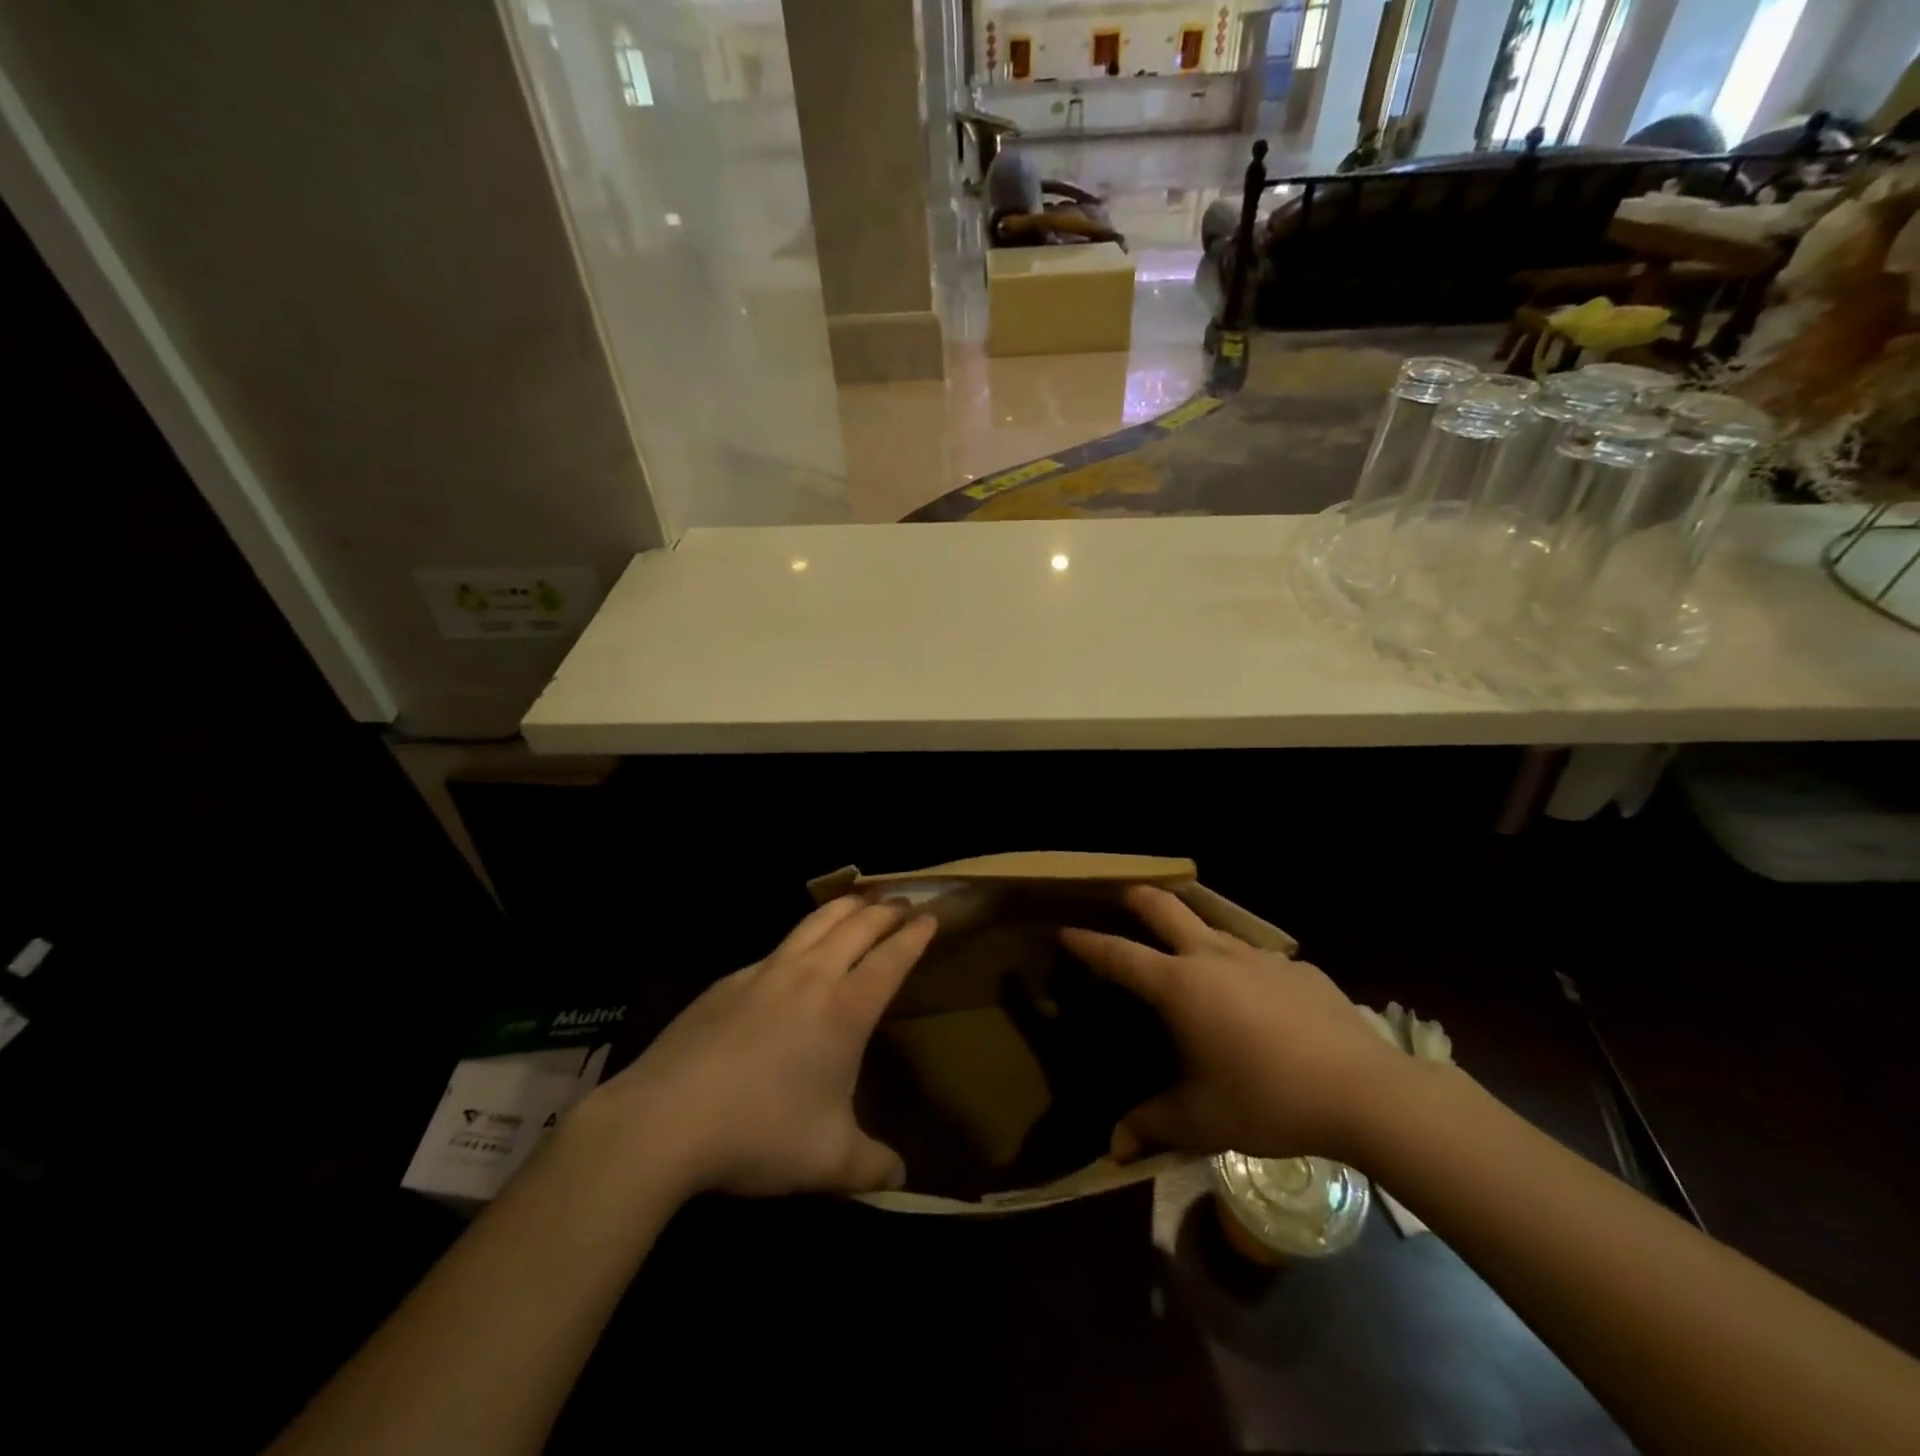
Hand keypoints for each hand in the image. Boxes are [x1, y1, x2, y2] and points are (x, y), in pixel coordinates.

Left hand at [582, 897, 934, 1197]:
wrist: (665, 1119)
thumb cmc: (760, 1134)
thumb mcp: (829, 1162)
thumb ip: (873, 1168)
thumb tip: (902, 1179)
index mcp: (846, 1010)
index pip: (892, 958)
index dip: (915, 936)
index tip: (932, 917)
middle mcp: (811, 977)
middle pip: (858, 926)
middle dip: (887, 911)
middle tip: (905, 904)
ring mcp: (766, 972)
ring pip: (816, 921)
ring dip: (846, 907)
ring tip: (861, 902)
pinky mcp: (730, 980)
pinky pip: (778, 946)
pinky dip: (802, 937)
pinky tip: (796, 954)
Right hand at [1061, 886, 1407, 1164]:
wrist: (1364, 1093)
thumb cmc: (1267, 1100)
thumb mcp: (1202, 1120)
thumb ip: (1152, 1126)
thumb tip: (1114, 1150)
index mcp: (1179, 985)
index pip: (1119, 955)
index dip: (1088, 943)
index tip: (1066, 931)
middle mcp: (1213, 957)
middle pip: (1165, 908)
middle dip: (1137, 898)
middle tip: (1122, 896)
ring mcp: (1260, 958)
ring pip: (1213, 929)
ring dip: (1192, 931)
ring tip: (1189, 954)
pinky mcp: (1300, 969)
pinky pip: (1259, 960)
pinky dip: (1244, 970)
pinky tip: (1259, 1001)